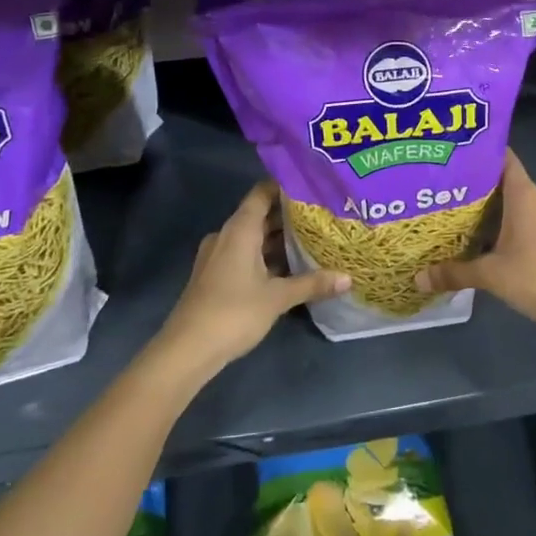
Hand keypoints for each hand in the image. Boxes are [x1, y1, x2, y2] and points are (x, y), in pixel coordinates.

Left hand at [159, 180, 350, 373]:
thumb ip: (313, 283)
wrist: (187, 350)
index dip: (286, 186)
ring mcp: (218, 256)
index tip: (314, 185)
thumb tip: (349, 278)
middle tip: (322, 214)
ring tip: (312, 238)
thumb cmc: (234, 312)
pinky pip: (245, 254)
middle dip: (289, 215)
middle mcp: (227, 235)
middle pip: (260, 215)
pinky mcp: (215, 275)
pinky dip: (266, 256)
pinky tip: (289, 267)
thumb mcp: (278, 297)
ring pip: (253, 237)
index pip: (263, 192)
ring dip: (278, 238)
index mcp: (240, 229)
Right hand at [416, 150, 535, 354]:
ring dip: (499, 211)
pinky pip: (534, 221)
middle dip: (483, 188)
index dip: (483, 155)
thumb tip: (418, 278)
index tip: (458, 158)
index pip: (504, 158)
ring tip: (468, 219)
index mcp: (525, 194)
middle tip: (452, 194)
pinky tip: (495, 243)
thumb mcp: (490, 275)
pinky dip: (515, 226)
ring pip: (522, 204)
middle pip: (509, 183)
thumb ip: (454, 272)